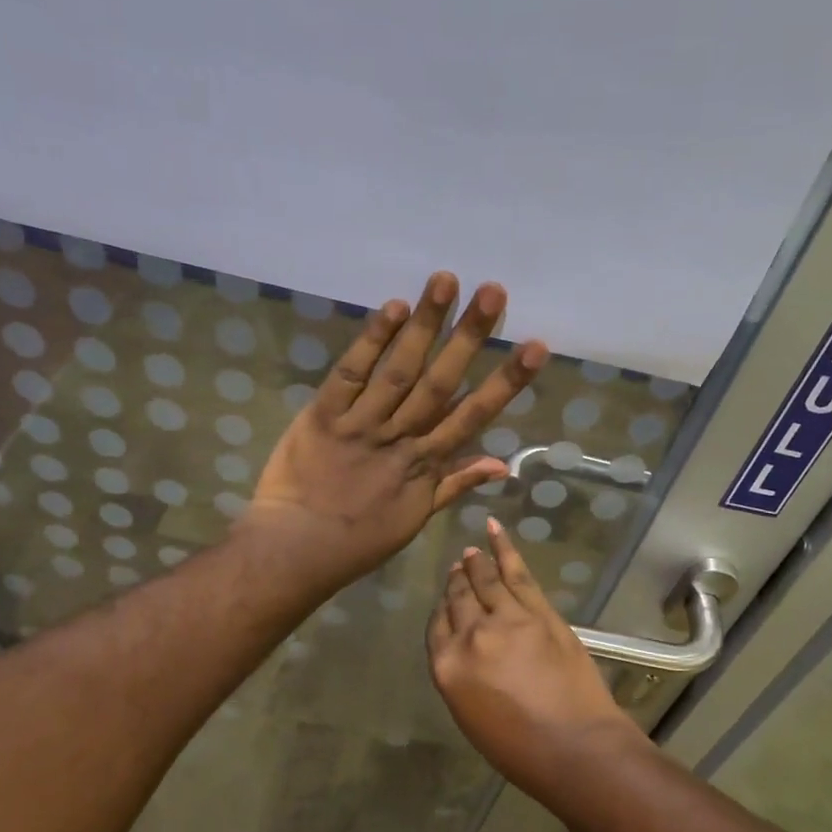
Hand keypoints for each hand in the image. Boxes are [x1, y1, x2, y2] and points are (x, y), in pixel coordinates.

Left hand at [246, 271, 547, 589]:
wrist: (297, 550)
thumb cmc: (359, 540)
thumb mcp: (415, 518)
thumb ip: (456, 484)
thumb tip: (502, 464)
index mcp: (425, 464)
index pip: (473, 415)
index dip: (506, 381)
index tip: (534, 347)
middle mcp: (400, 438)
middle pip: (440, 382)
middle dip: (469, 336)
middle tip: (493, 291)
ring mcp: (361, 425)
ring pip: (398, 370)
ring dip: (424, 325)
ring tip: (446, 281)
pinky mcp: (323, 416)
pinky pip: (349, 375)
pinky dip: (370, 342)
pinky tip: (393, 308)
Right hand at [427, 519, 632, 781]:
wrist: (576, 747)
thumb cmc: (519, 749)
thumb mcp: (471, 716)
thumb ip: (462, 675)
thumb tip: (468, 649)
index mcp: (448, 667)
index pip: (437, 626)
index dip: (443, 610)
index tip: (446, 600)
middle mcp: (471, 635)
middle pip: (459, 599)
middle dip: (457, 581)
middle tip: (458, 567)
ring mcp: (508, 619)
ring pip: (486, 580)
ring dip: (477, 563)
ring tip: (472, 550)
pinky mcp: (540, 612)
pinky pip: (517, 574)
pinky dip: (505, 550)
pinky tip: (495, 533)